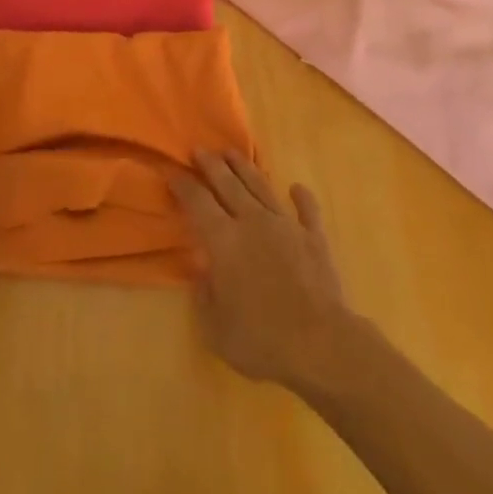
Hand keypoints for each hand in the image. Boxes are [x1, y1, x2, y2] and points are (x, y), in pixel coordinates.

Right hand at [170, 150, 358, 391]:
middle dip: (211, 165)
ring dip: (245, 168)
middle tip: (199, 150)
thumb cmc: (261, 340)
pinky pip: (307, 209)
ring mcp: (286, 225)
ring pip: (261, 186)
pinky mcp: (314, 236)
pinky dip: (301, 197)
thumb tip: (200, 268)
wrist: (320, 343)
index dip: (183, 186)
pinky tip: (296, 188)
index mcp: (224, 241)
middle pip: (228, 184)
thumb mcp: (215, 328)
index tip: (172, 173)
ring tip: (233, 153)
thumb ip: (204, 294)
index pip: (198, 203)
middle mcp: (253, 222)